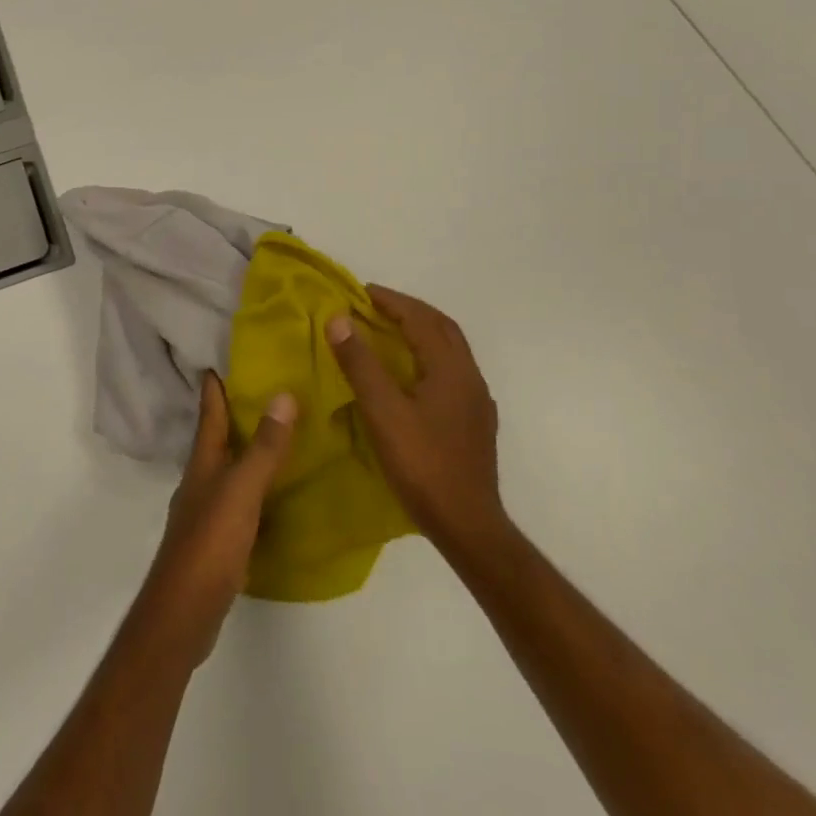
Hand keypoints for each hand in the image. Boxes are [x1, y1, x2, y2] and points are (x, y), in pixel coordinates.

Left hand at [137, 373, 296, 666]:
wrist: (184, 613)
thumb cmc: (209, 544)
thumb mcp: (241, 491)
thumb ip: (264, 448)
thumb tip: (284, 395)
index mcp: (203, 463)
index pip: (209, 413)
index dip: (215, 385)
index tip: (222, 357)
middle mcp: (202, 481)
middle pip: (218, 438)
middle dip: (235, 413)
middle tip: (264, 388)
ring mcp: (208, 511)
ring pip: (230, 468)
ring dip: (248, 449)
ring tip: (278, 433)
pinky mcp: (219, 540)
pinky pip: (241, 500)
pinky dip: (257, 487)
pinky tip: (276, 491)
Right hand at [325, 285, 504, 561]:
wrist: (468, 524)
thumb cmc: (422, 465)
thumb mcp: (382, 412)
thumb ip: (360, 364)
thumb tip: (338, 319)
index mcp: (451, 369)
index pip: (420, 319)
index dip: (391, 301)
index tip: (361, 291)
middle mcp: (470, 377)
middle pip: (442, 328)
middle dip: (409, 310)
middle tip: (375, 306)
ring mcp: (477, 401)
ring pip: (451, 350)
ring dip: (422, 332)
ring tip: (389, 333)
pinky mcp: (476, 422)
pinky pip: (452, 371)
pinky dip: (429, 357)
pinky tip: (413, 375)